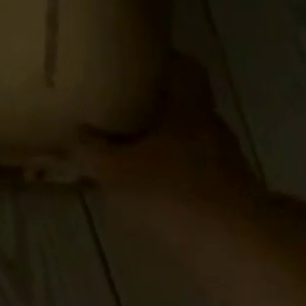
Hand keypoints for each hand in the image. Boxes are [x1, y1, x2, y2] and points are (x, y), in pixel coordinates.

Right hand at [76, 57, 258, 203]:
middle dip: (156, 110)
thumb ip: (94, 151)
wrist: (229, 243)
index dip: (162, 63)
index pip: (184, 68)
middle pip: (186, 107)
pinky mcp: (226, 196)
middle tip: (122, 113)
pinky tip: (150, 193)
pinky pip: (193, 176)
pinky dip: (173, 179)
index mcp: (188, 107)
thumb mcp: (117, 170)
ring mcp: (223, 163)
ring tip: (130, 155)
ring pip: (189, 143)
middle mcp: (210, 127)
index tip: (136, 65)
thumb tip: (76, 134)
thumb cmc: (170, 191)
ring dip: (164, 147)